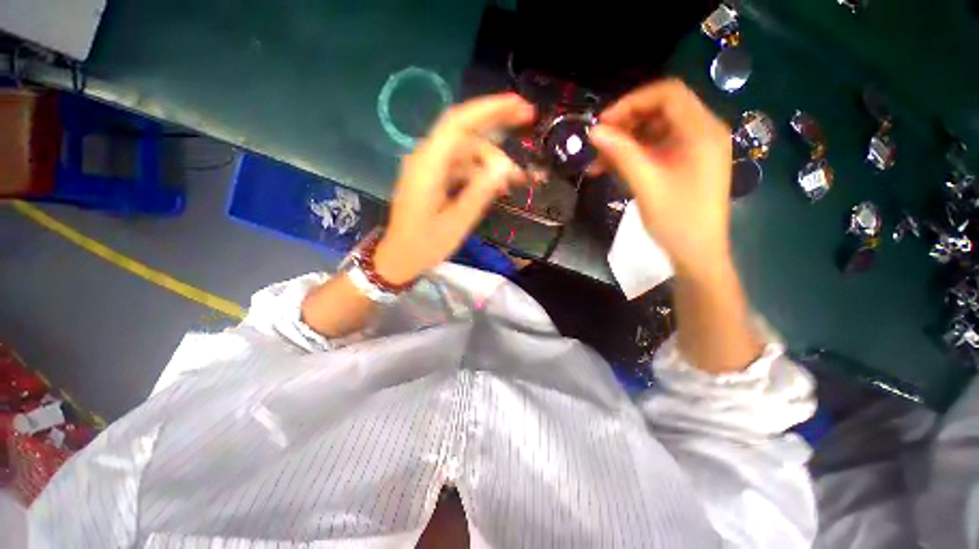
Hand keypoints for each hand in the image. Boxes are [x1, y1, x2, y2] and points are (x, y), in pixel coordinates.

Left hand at [374, 94, 534, 283]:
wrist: (400, 257)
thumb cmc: (425, 245)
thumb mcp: (457, 223)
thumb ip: (479, 193)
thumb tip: (504, 168)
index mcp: (428, 166)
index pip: (458, 124)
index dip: (489, 109)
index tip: (519, 105)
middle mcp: (425, 158)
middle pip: (464, 131)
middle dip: (496, 125)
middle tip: (527, 121)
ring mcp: (428, 168)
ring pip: (465, 150)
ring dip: (490, 159)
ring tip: (515, 178)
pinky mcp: (432, 178)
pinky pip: (459, 165)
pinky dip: (479, 171)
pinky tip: (495, 184)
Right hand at [589, 79, 732, 276]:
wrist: (697, 253)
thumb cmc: (677, 220)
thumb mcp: (646, 184)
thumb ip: (621, 154)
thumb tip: (593, 131)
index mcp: (702, 131)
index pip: (668, 94)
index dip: (632, 102)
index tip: (603, 123)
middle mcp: (703, 132)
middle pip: (661, 110)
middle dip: (626, 123)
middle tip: (598, 143)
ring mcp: (696, 149)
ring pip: (656, 131)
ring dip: (626, 142)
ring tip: (599, 163)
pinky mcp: (687, 164)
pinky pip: (657, 149)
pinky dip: (634, 155)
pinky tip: (613, 169)